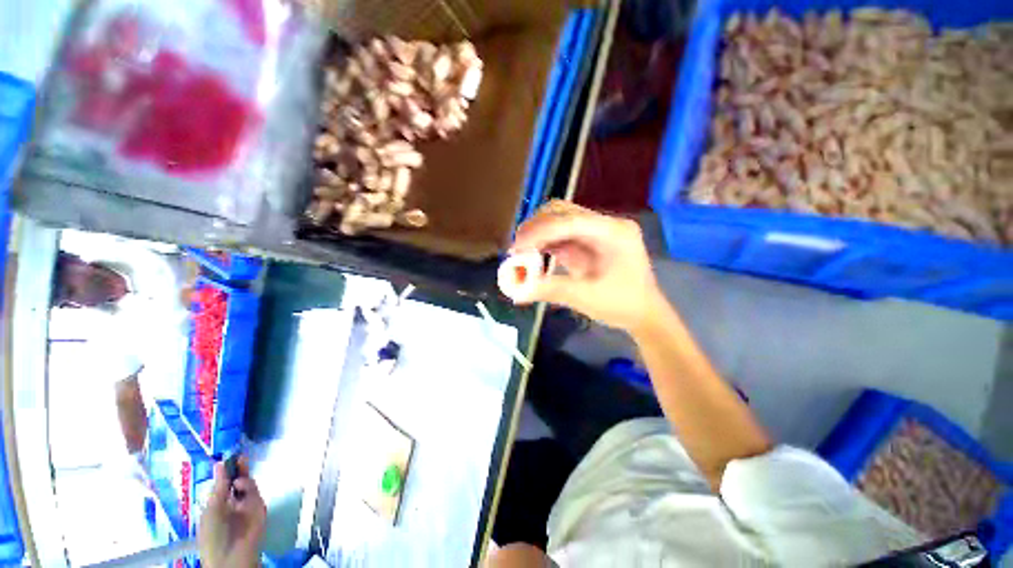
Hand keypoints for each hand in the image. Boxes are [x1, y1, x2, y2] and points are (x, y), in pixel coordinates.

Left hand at [198, 457, 265, 567]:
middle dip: (239, 470)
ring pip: (248, 485)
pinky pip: (256, 493)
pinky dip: (250, 487)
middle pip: (239, 482)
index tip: (227, 458)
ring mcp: (248, 506)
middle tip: (240, 457)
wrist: (230, 555)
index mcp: (219, 505)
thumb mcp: (211, 509)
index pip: (224, 484)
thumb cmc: (213, 534)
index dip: (226, 472)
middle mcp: (234, 503)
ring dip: (244, 479)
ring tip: (237, 481)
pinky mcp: (260, 508)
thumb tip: (220, 463)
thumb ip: (218, 487)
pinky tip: (241, 486)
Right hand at [510, 200, 664, 332]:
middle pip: (563, 212)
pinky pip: (561, 237)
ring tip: (521, 252)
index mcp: (614, 233)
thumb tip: (518, 292)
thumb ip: (552, 290)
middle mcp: (605, 225)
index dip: (541, 231)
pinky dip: (544, 244)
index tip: (518, 246)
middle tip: (517, 247)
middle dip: (536, 227)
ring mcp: (596, 232)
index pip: (571, 221)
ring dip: (538, 234)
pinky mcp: (588, 243)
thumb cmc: (623, 305)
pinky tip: (533, 256)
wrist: (643, 314)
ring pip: (559, 221)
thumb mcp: (587, 298)